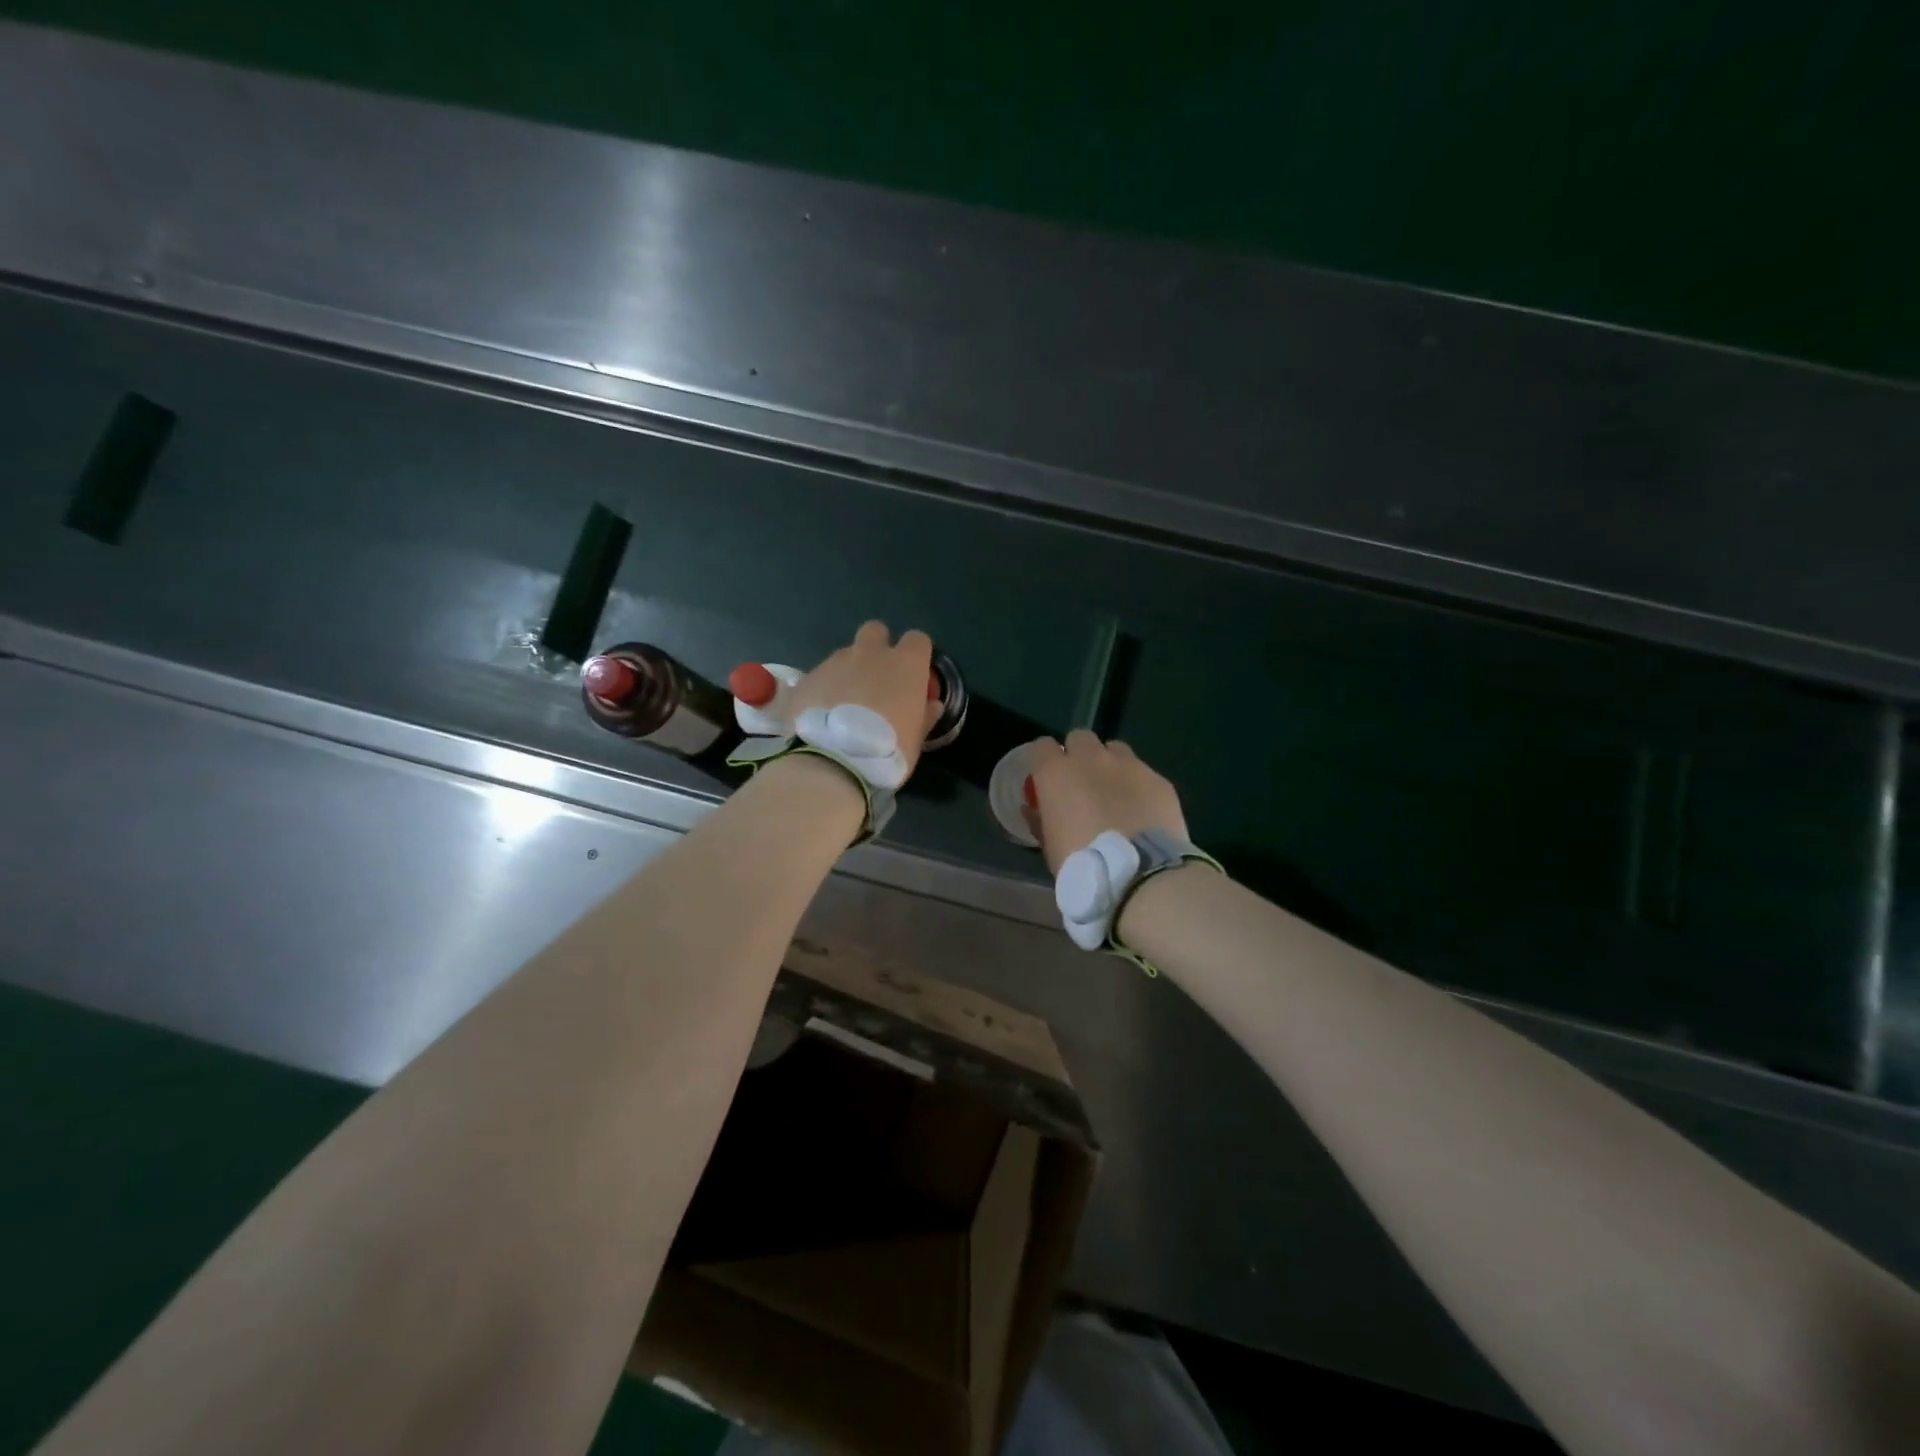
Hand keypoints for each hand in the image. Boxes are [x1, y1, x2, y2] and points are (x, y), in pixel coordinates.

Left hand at [787, 621, 941, 781]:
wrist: (833, 761)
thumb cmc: (888, 750)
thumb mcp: (916, 738)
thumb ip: (925, 715)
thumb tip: (932, 704)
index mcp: (905, 664)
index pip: (918, 640)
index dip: (916, 655)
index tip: (913, 674)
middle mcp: (870, 653)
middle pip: (875, 631)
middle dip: (876, 648)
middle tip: (875, 679)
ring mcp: (835, 662)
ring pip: (844, 655)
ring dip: (847, 672)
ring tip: (842, 705)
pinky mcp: (807, 677)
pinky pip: (819, 676)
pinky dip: (822, 690)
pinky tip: (820, 715)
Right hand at [1025, 730, 1188, 872]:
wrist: (1141, 875)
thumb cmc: (1083, 865)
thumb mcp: (1050, 847)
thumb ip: (1040, 820)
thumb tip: (1033, 809)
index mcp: (1056, 774)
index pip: (1041, 747)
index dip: (1044, 761)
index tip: (1046, 779)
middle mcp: (1091, 759)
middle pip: (1080, 738)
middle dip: (1078, 755)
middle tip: (1081, 784)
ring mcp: (1129, 766)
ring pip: (1115, 749)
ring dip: (1110, 765)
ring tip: (1115, 794)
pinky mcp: (1159, 780)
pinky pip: (1143, 773)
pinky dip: (1138, 786)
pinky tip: (1142, 812)